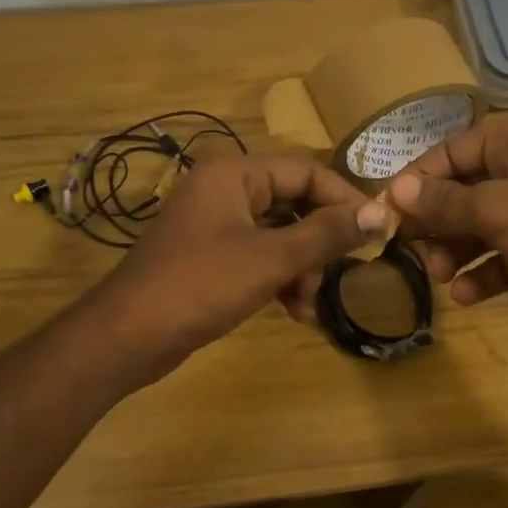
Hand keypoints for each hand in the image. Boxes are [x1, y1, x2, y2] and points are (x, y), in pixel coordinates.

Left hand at [88, 152, 388, 379]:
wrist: (127, 337)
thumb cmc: (200, 285)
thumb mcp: (271, 258)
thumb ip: (327, 234)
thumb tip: (380, 214)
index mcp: (234, 174)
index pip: (306, 171)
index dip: (345, 199)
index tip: (377, 230)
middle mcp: (225, 190)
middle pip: (294, 203)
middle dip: (320, 243)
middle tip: (343, 272)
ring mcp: (216, 224)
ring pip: (280, 235)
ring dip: (302, 268)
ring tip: (308, 306)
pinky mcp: (212, 256)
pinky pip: (261, 256)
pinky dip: (280, 279)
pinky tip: (293, 311)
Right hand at [388, 118, 507, 314]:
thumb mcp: (495, 208)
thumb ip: (444, 202)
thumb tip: (396, 192)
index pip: (450, 152)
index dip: (417, 180)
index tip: (388, 212)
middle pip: (464, 191)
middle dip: (437, 223)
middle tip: (413, 251)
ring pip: (482, 226)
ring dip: (457, 252)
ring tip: (440, 278)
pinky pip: (505, 254)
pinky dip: (485, 272)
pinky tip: (466, 296)